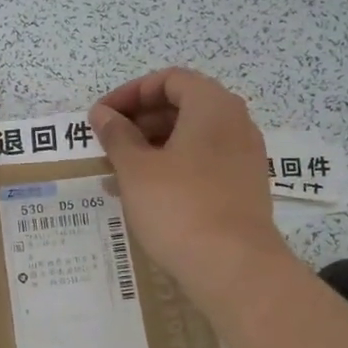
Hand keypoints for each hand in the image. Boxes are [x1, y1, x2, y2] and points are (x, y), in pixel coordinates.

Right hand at [91, 68, 291, 313]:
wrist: (234, 267)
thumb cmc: (179, 207)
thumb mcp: (136, 169)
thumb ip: (116, 135)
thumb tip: (102, 114)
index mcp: (212, 106)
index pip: (169, 79)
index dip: (131, 92)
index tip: (102, 116)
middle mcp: (236, 123)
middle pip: (183, 105)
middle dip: (141, 119)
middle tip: (108, 142)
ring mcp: (245, 156)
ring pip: (193, 136)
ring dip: (154, 145)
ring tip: (120, 170)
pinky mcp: (245, 187)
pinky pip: (205, 162)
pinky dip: (174, 166)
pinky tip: (148, 193)